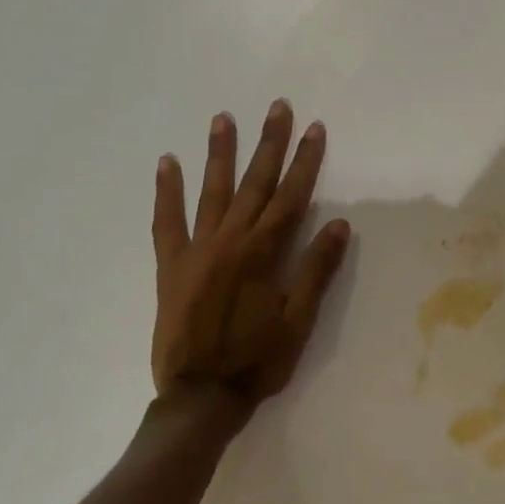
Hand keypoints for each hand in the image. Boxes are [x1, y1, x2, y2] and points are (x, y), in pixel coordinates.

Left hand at [148, 101, 351, 438]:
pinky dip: (166, 192)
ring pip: (211, 191)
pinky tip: (167, 163)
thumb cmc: (258, 360)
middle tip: (277, 107)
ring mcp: (196, 250)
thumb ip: (316, 270)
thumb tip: (339, 225)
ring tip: (223, 118)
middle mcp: (230, 241)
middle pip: (254, 183)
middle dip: (269, 144)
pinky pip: (166, 222)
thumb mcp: (299, 320)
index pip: (292, 196)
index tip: (315, 129)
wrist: (199, 396)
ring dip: (219, 154)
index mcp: (264, 253)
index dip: (306, 162)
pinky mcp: (170, 266)